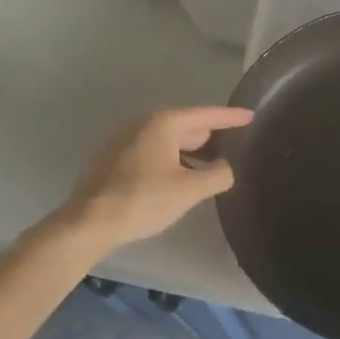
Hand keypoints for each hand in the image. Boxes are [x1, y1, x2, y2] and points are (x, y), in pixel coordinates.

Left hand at [53, 106, 253, 255]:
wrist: (88, 222)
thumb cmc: (143, 199)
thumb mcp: (190, 189)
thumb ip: (217, 175)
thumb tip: (225, 168)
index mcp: (163, 123)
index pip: (206, 115)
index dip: (231, 117)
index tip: (251, 116)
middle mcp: (142, 124)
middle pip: (185, 126)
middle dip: (209, 136)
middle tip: (233, 145)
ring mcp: (123, 141)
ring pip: (167, 141)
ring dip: (190, 152)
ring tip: (210, 167)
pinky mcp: (112, 160)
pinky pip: (151, 152)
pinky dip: (171, 159)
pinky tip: (178, 178)